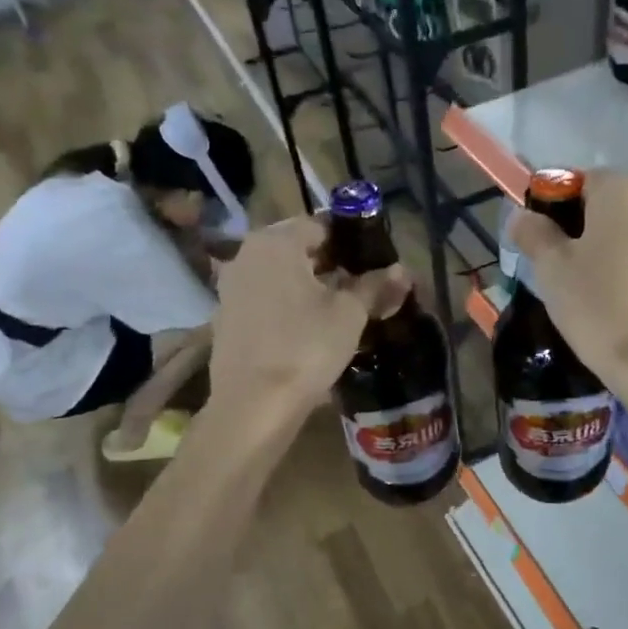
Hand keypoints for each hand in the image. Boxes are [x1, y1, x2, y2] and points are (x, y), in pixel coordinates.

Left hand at [210, 215, 408, 418]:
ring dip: (307, 283)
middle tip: (359, 284)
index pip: (320, 224)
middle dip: (329, 262)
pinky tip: (307, 327)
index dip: (350, 240)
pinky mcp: (226, 316)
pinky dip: (286, 303)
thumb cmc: (306, 347)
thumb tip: (402, 271)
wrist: (253, 404)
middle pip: (297, 247)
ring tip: (337, 307)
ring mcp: (231, 285)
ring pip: (279, 273)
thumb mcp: (350, 314)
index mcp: (276, 241)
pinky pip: (264, 297)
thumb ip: (374, 286)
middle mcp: (246, 253)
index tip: (372, 261)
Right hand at [510, 171, 627, 392]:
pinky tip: (622, 299)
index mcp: (623, 190)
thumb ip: (533, 233)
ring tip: (593, 286)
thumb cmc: (598, 306)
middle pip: (610, 205)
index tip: (541, 240)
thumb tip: (523, 216)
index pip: (580, 181)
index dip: (555, 207)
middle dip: (585, 227)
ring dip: (613, 248)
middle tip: (562, 265)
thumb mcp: (551, 269)